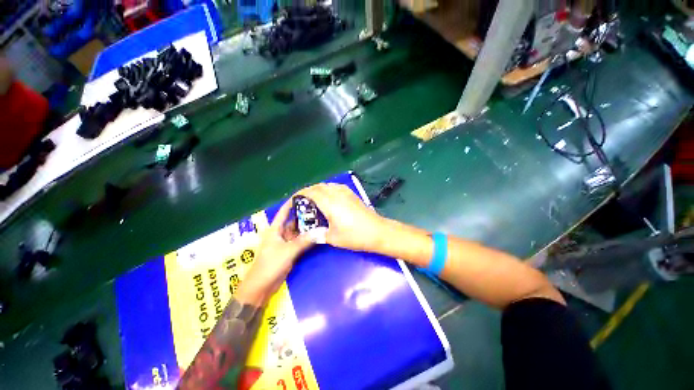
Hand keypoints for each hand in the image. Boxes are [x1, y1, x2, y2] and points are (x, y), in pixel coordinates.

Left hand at [236, 199, 313, 306]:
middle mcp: (280, 233)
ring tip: (321, 221)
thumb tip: (321, 231)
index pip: (284, 211)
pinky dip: (308, 238)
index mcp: (275, 229)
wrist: (261, 287)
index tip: (304, 195)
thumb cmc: (270, 265)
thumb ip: (305, 241)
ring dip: (308, 228)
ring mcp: (285, 243)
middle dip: (305, 216)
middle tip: (319, 210)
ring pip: (298, 232)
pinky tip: (317, 235)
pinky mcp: (290, 251)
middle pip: (294, 221)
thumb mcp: (288, 251)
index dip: (292, 203)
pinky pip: (300, 242)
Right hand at [298, 183, 387, 252]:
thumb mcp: (333, 238)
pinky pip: (336, 187)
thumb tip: (311, 234)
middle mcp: (337, 194)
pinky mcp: (352, 194)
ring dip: (318, 189)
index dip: (300, 194)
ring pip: (327, 185)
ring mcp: (346, 193)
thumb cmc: (355, 236)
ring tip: (314, 200)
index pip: (311, 192)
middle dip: (308, 191)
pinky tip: (329, 198)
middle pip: (318, 187)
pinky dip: (328, 189)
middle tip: (302, 201)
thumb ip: (319, 234)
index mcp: (330, 203)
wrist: (378, 231)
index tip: (294, 200)